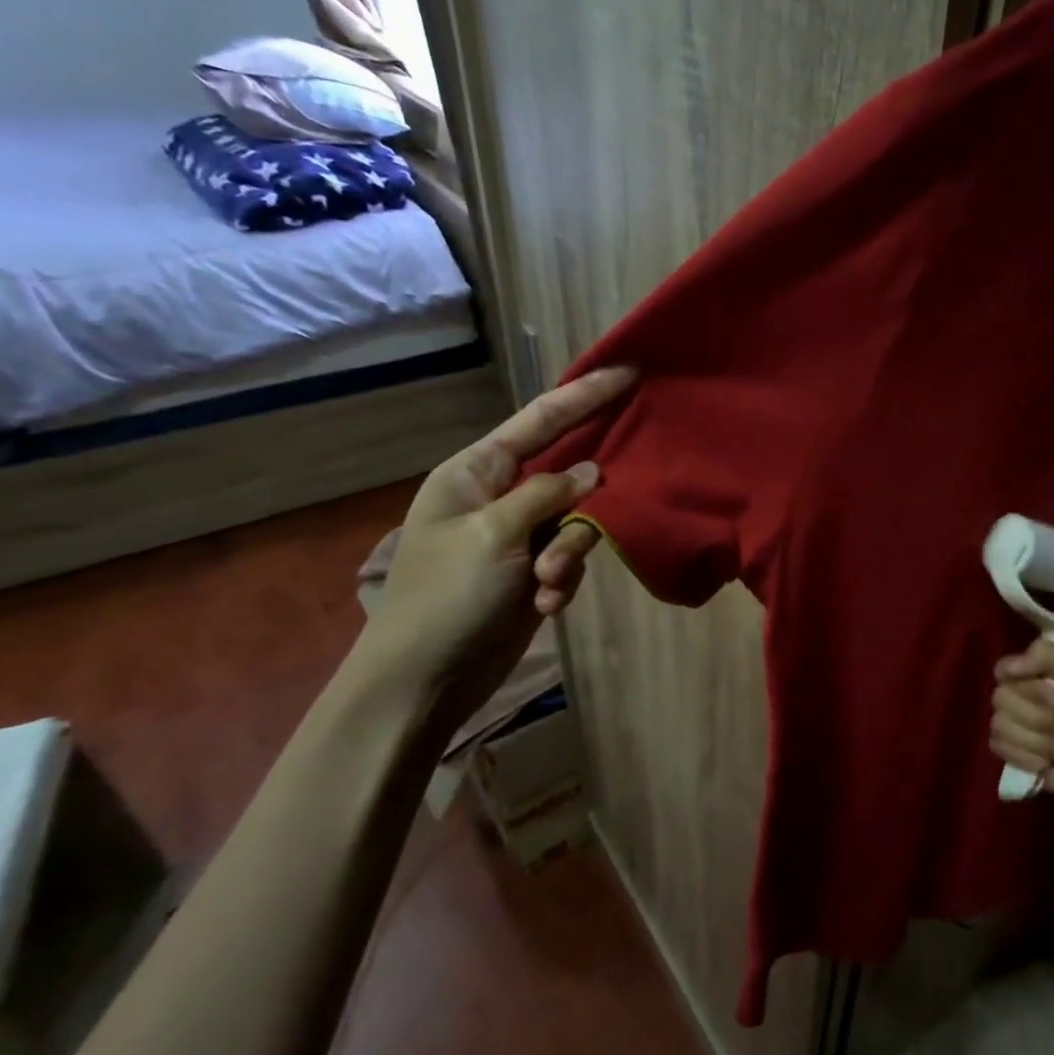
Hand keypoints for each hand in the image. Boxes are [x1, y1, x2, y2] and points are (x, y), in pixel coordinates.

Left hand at [349, 366, 635, 725]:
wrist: (423, 682)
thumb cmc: (445, 599)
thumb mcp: (493, 536)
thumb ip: (546, 495)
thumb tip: (591, 472)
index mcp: (475, 472)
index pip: (540, 420)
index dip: (585, 394)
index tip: (630, 372)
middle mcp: (500, 495)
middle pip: (567, 471)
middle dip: (584, 501)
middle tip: (587, 517)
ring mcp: (519, 534)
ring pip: (577, 519)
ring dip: (570, 553)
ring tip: (547, 582)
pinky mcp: (533, 569)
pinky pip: (572, 556)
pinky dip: (563, 578)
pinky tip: (544, 603)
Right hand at [989, 641, 1053, 804]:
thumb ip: (1047, 654)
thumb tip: (1005, 669)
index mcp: (1030, 673)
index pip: (1003, 669)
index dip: (1029, 686)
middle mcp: (1015, 696)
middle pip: (1000, 699)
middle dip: (1041, 717)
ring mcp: (1009, 725)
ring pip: (1001, 726)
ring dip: (1040, 741)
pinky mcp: (1008, 754)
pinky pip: (1001, 748)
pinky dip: (1030, 758)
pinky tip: (1049, 762)